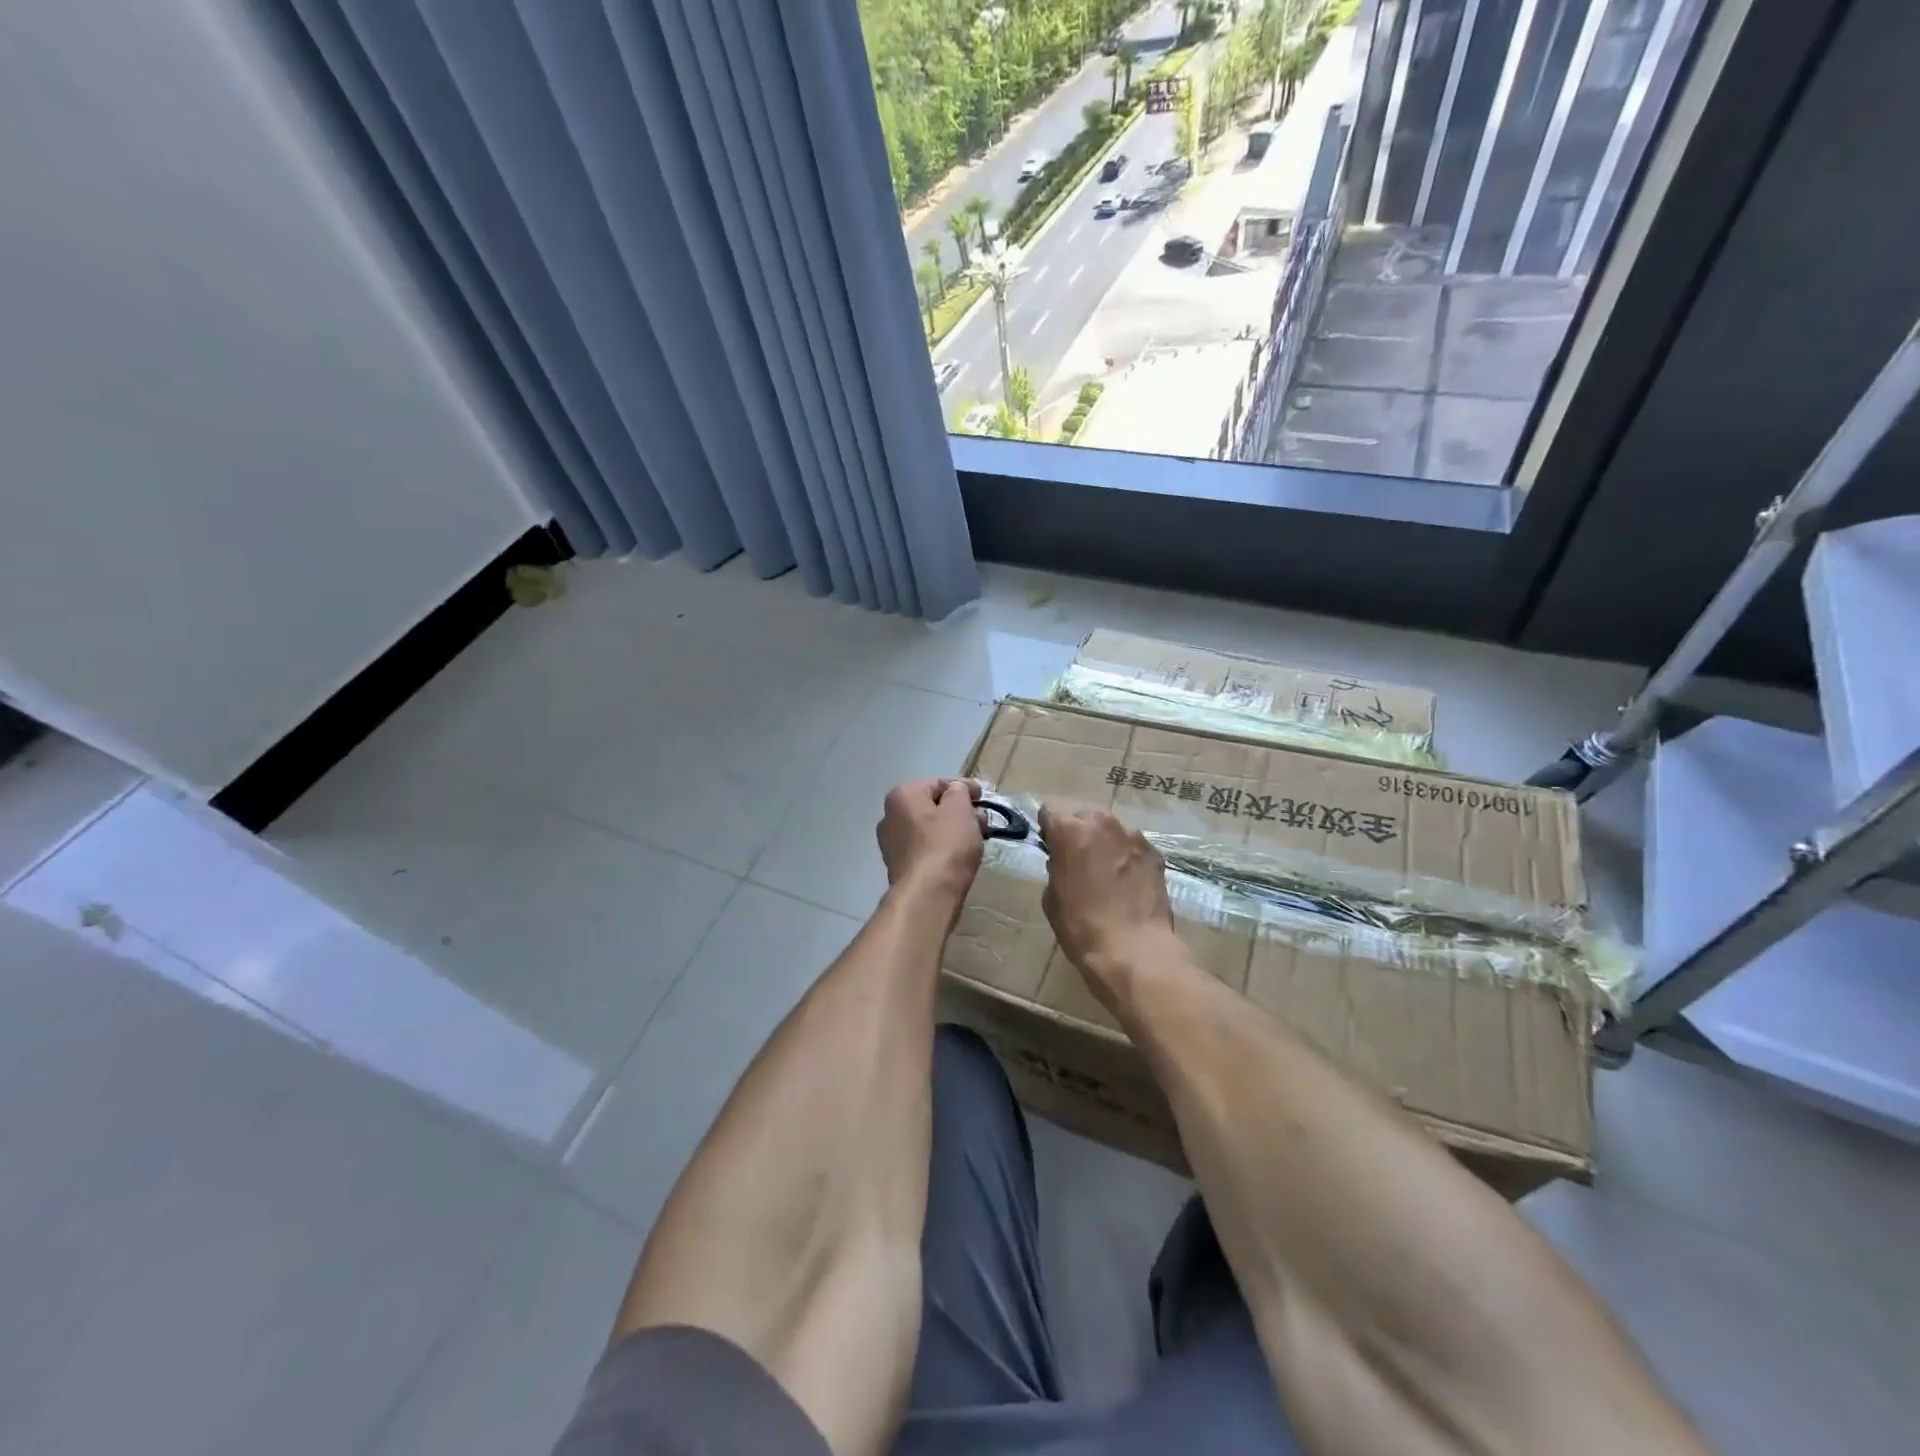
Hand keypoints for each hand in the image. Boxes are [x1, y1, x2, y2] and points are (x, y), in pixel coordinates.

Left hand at [877, 778, 984, 904]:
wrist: (928, 893)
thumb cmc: (946, 844)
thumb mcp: (960, 809)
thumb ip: (959, 791)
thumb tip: (955, 790)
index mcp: (902, 796)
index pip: (938, 783)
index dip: (964, 787)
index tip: (983, 796)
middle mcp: (890, 816)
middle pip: (932, 806)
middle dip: (960, 811)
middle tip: (983, 820)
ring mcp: (892, 844)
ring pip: (930, 828)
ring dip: (953, 829)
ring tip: (977, 838)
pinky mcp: (901, 867)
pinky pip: (926, 848)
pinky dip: (944, 847)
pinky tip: (961, 854)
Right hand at [1039, 803, 1182, 1009]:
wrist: (1134, 950)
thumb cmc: (1082, 926)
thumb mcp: (1052, 897)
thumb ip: (1056, 867)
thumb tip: (1064, 861)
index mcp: (1069, 830)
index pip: (1049, 812)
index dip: (1048, 829)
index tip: (1050, 846)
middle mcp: (1102, 823)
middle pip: (1083, 816)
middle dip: (1078, 833)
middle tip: (1077, 861)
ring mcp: (1133, 836)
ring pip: (1111, 830)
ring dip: (1104, 844)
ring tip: (1105, 873)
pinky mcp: (1155, 853)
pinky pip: (1132, 847)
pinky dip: (1127, 857)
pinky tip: (1127, 883)